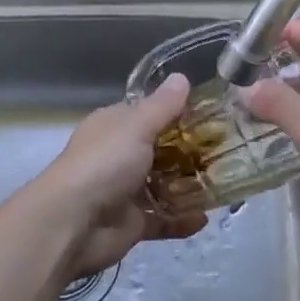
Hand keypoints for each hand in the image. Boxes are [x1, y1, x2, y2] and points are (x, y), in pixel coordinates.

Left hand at [32, 75, 204, 279]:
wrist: (72, 223)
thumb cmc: (103, 164)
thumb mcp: (136, 126)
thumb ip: (162, 106)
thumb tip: (182, 77)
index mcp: (114, 127)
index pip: (147, 114)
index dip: (177, 113)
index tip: (212, 115)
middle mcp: (118, 156)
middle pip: (160, 150)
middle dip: (190, 152)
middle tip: (228, 150)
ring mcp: (124, 191)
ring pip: (163, 185)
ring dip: (189, 186)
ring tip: (224, 182)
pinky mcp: (132, 223)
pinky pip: (162, 220)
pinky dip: (182, 220)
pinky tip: (205, 217)